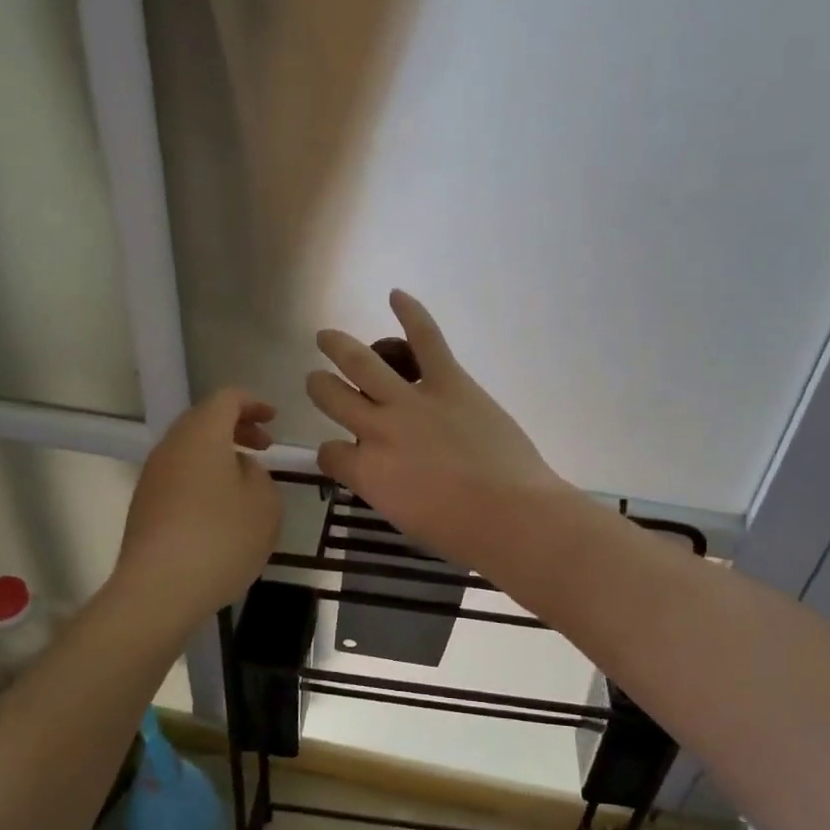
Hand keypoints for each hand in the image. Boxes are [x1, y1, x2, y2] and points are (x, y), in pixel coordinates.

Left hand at [117, 390, 281, 618]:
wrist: (158, 590)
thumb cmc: (221, 538)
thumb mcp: (264, 504)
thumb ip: (259, 475)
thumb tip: (240, 468)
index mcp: (202, 434)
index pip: (226, 399)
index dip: (253, 403)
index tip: (274, 419)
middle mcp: (171, 447)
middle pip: (203, 420)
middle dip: (236, 427)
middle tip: (264, 447)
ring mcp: (153, 477)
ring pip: (189, 450)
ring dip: (219, 455)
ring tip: (246, 482)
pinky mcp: (144, 506)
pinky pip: (179, 476)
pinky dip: (204, 478)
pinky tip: (221, 510)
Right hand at [307, 290, 572, 566]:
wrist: (510, 515)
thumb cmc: (461, 534)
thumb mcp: (405, 519)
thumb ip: (385, 489)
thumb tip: (385, 474)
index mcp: (366, 473)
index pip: (330, 453)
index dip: (332, 453)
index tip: (342, 454)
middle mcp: (377, 430)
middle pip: (332, 397)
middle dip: (320, 386)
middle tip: (318, 379)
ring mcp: (411, 401)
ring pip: (362, 363)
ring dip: (339, 346)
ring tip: (327, 337)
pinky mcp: (449, 383)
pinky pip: (426, 340)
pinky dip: (412, 314)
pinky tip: (396, 295)